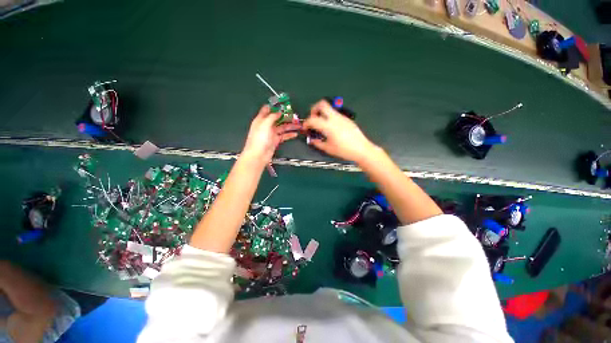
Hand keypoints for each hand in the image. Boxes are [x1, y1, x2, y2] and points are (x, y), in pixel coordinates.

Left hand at [242, 105, 299, 163]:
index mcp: (261, 119)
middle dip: (286, 116)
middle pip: (277, 118)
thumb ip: (272, 116)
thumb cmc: (259, 139)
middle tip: (295, 116)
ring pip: (282, 127)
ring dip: (290, 126)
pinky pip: (284, 136)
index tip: (284, 105)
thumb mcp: (265, 124)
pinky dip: (289, 134)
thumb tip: (279, 112)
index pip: (267, 110)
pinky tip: (295, 134)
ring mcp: (271, 133)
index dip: (275, 107)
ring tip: (298, 125)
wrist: (258, 155)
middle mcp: (266, 125)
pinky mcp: (275, 140)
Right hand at [303, 100, 376, 162]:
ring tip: (321, 125)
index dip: (306, 123)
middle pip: (322, 104)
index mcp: (329, 126)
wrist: (362, 149)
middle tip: (312, 119)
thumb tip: (312, 140)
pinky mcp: (347, 119)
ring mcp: (342, 117)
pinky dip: (329, 117)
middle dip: (314, 109)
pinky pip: (335, 114)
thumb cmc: (344, 150)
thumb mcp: (328, 149)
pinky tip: (331, 128)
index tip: (305, 128)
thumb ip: (318, 143)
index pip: (313, 119)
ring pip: (329, 108)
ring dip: (322, 113)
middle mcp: (335, 118)